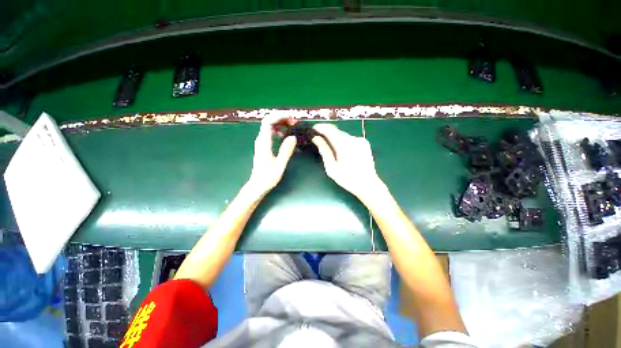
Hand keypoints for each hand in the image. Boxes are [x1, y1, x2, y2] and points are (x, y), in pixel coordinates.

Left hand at [246, 116, 296, 195]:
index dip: (280, 116)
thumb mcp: (280, 165)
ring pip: (269, 125)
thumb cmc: (268, 177)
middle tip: (294, 122)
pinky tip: (284, 134)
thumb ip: (286, 151)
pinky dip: (278, 129)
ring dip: (280, 123)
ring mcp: (261, 142)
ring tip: (292, 126)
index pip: (268, 121)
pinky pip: (270, 132)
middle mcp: (261, 139)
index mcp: (264, 142)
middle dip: (281, 118)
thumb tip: (293, 137)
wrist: (257, 185)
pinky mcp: (263, 145)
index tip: (292, 118)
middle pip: (269, 120)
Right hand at [312, 123, 385, 201]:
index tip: (314, 128)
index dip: (321, 127)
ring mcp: (360, 140)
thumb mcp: (331, 167)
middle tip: (320, 139)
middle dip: (327, 133)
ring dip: (335, 138)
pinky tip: (344, 151)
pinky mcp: (365, 143)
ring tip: (332, 148)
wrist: (367, 184)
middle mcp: (353, 139)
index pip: (330, 130)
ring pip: (343, 134)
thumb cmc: (347, 178)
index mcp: (344, 146)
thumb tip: (316, 138)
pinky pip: (350, 138)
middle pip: (337, 131)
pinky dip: (344, 141)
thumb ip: (324, 150)